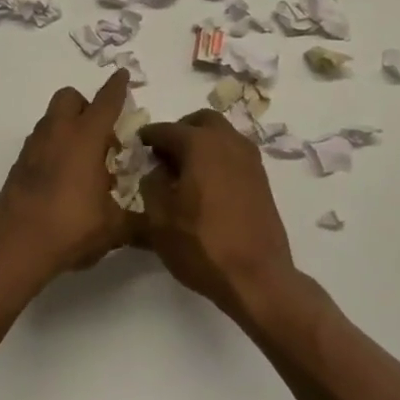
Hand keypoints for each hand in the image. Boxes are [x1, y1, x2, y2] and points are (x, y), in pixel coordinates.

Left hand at [0, 70, 134, 290]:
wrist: (15, 246)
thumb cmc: (71, 228)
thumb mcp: (113, 228)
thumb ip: (135, 219)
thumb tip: (152, 223)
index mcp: (85, 138)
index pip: (106, 102)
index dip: (117, 87)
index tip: (122, 74)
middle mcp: (58, 133)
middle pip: (70, 98)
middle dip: (87, 106)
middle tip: (102, 137)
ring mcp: (34, 146)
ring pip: (52, 118)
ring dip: (69, 127)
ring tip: (84, 163)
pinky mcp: (19, 164)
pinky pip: (41, 141)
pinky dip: (54, 147)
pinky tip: (64, 179)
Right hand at [138, 110, 296, 320]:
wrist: (257, 278)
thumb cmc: (202, 245)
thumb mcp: (159, 218)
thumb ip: (151, 184)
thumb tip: (158, 170)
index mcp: (200, 143)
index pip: (166, 129)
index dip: (148, 137)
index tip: (137, 147)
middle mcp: (227, 141)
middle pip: (201, 121)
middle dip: (181, 131)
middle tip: (165, 155)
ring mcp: (249, 159)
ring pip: (222, 135)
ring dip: (203, 143)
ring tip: (186, 172)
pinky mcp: (262, 179)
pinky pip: (235, 154)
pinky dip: (219, 158)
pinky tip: (208, 186)